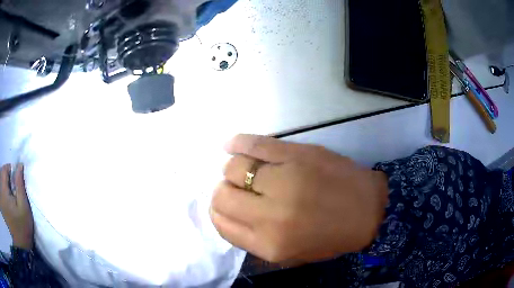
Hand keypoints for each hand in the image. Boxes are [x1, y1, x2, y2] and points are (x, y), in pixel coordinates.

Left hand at [0, 164, 33, 249]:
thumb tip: (20, 166)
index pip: (5, 168)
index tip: (17, 180)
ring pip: (1, 182)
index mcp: (3, 186)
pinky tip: (7, 203)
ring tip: (10, 197)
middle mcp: (1, 187)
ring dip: (5, 185)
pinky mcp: (3, 203)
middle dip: (7, 178)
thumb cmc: (20, 230)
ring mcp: (2, 195)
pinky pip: (1, 190)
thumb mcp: (23, 210)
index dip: (11, 171)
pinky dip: (3, 192)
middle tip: (13, 190)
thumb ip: (20, 186)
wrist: (20, 250)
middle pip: (2, 174)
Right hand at [211, 135, 388, 262]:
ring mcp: (284, 180)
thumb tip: (226, 213)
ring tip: (243, 169)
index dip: (219, 211)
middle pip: (222, 194)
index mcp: (269, 244)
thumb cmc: (330, 237)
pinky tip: (231, 144)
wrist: (369, 210)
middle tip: (236, 188)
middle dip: (223, 190)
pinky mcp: (297, 154)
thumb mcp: (289, 253)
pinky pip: (254, 144)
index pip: (221, 223)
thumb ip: (252, 239)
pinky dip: (237, 142)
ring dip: (232, 169)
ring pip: (233, 167)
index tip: (226, 205)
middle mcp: (271, 215)